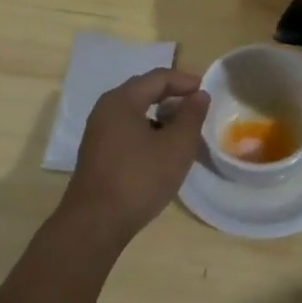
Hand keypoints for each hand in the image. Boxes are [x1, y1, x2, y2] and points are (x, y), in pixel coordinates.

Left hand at [61, 68, 209, 243]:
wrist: (95, 224)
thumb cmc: (139, 179)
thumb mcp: (177, 146)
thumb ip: (191, 116)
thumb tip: (199, 95)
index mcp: (122, 100)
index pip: (158, 77)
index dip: (185, 80)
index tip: (206, 91)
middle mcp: (106, 109)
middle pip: (143, 90)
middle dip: (172, 95)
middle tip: (196, 105)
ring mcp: (98, 132)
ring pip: (135, 111)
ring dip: (160, 114)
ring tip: (183, 128)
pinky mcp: (97, 152)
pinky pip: (127, 128)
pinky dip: (147, 129)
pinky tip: (161, 148)